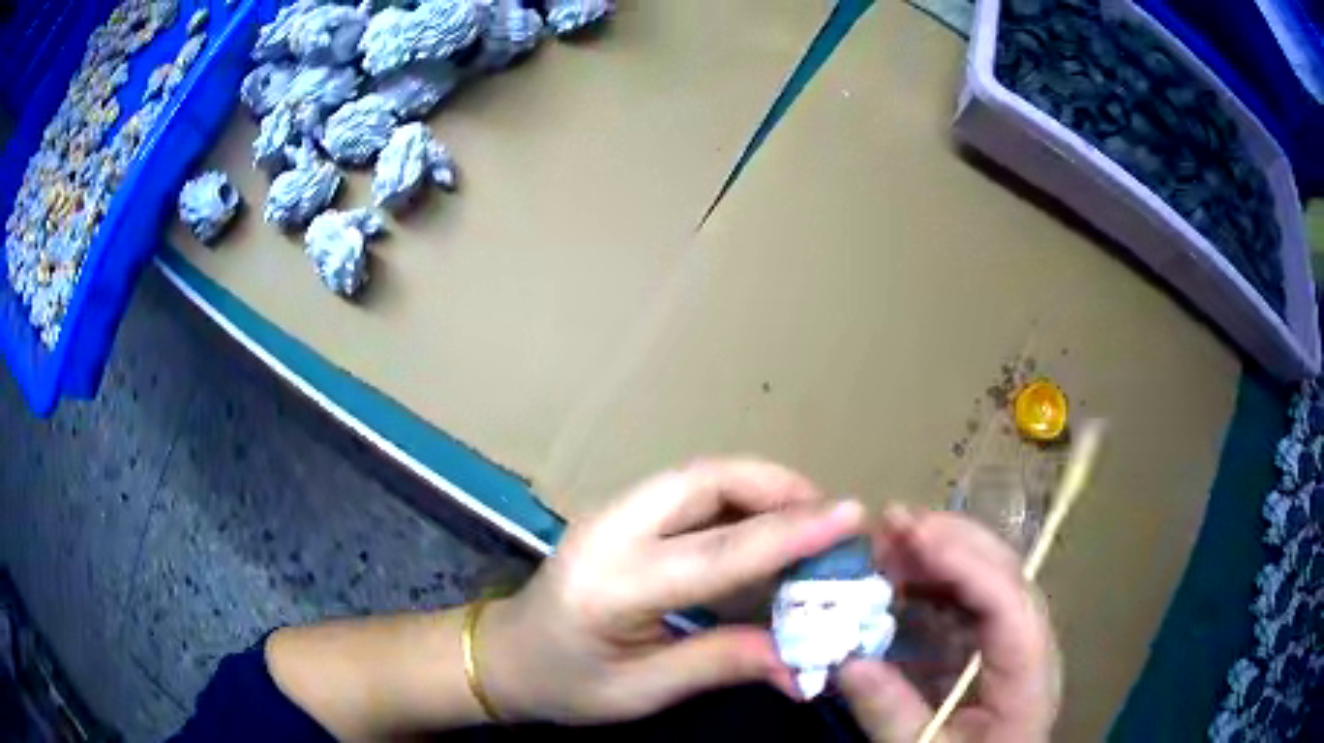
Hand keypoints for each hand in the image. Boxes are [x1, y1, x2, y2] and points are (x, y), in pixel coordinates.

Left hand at [479, 459, 865, 723]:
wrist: (504, 655)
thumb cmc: (564, 683)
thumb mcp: (640, 691)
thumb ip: (721, 665)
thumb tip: (802, 664)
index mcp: (612, 586)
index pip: (717, 552)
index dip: (791, 534)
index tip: (851, 515)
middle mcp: (609, 532)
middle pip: (705, 481)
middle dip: (778, 487)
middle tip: (830, 518)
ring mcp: (610, 514)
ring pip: (699, 476)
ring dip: (761, 487)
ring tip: (808, 520)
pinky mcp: (618, 514)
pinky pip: (689, 492)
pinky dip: (737, 500)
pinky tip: (763, 528)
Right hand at [839, 510, 1059, 742]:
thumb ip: (890, 712)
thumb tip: (847, 661)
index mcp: (1028, 672)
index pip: (1007, 600)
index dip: (963, 562)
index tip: (911, 535)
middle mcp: (1030, 643)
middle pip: (1004, 573)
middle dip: (950, 541)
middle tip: (893, 520)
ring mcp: (1013, 640)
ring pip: (986, 579)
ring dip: (939, 555)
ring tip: (888, 542)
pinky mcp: (992, 646)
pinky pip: (966, 602)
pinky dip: (932, 584)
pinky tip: (899, 580)